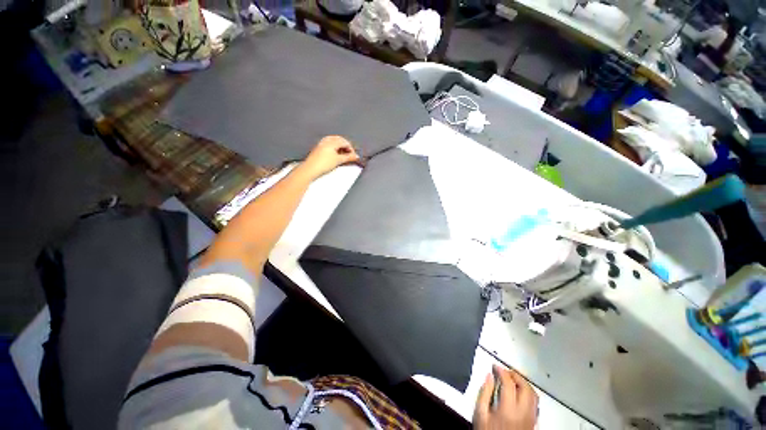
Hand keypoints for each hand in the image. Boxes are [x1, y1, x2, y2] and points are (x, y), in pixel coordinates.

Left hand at [300, 136, 360, 179]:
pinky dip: (334, 149)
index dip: (351, 149)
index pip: (345, 142)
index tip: (354, 156)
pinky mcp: (318, 148)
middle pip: (340, 141)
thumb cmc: (322, 164)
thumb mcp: (338, 160)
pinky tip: (335, 156)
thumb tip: (356, 156)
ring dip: (340, 148)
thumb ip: (348, 157)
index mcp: (332, 141)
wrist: (310, 169)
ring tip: (343, 156)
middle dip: (346, 147)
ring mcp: (321, 143)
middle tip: (350, 155)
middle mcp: (326, 140)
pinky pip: (329, 145)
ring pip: (334, 143)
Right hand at [473, 366, 537, 429]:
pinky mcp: (534, 424)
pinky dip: (529, 394)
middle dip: (515, 375)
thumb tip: (489, 377)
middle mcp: (523, 413)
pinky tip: (520, 394)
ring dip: (524, 383)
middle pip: (525, 387)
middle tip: (505, 371)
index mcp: (508, 409)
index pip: (509, 383)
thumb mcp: (480, 414)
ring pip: (534, 395)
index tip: (495, 367)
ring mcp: (531, 419)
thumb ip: (484, 393)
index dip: (501, 371)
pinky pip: (535, 404)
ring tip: (513, 379)